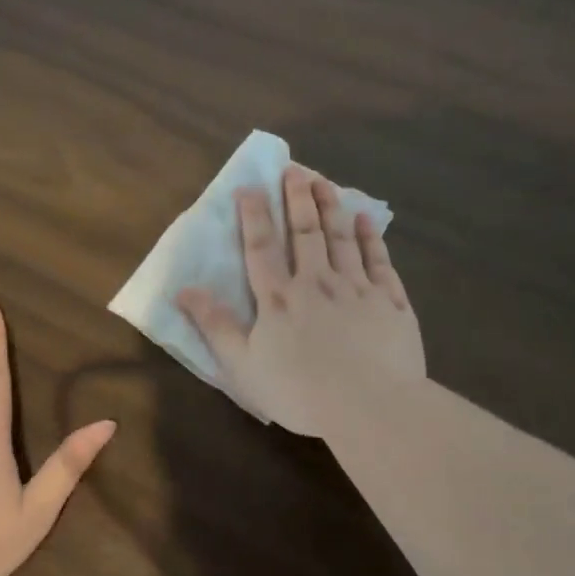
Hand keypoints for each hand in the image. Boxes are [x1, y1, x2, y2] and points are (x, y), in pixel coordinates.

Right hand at [178, 165, 424, 436]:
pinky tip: (366, 220)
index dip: (253, 216)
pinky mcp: (390, 303)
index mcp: (279, 299)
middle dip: (297, 198)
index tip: (250, 186)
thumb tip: (184, 289)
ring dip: (331, 207)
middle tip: (295, 168)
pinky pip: (379, 262)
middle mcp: (317, 283)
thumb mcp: (242, 366)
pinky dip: (371, 238)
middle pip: (305, 232)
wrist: (370, 407)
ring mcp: (358, 289)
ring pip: (342, 238)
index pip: (261, 248)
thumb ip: (215, 326)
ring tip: (324, 181)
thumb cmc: (299, 392)